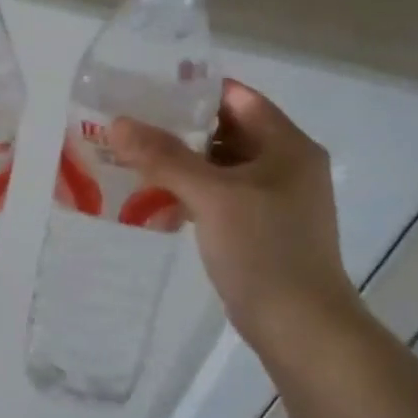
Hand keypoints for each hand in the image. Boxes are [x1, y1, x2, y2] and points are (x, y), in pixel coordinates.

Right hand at [112, 80, 356, 343]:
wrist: (298, 325)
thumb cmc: (264, 250)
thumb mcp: (212, 196)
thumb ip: (165, 157)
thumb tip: (118, 124)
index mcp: (288, 146)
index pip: (238, 98)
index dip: (194, 92)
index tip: (147, 92)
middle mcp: (285, 166)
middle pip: (226, 132)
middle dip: (179, 129)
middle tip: (130, 126)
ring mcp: (272, 200)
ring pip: (219, 167)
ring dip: (180, 163)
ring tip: (131, 158)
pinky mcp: (258, 229)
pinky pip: (218, 197)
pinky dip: (189, 193)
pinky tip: (152, 198)